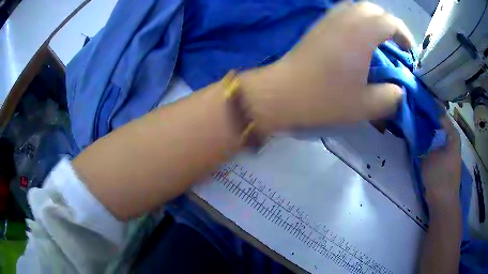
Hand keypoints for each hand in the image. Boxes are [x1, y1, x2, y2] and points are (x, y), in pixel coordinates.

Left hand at [241, 2, 414, 132]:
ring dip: (372, 20)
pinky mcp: (318, 27)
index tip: (409, 52)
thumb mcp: (366, 106)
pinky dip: (356, 20)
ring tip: (378, 40)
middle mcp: (345, 19)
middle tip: (395, 44)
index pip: (390, 22)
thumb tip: (399, 90)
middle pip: (373, 9)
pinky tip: (357, 39)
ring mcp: (328, 20)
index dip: (404, 35)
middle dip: (389, 23)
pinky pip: (342, 13)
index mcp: (361, 34)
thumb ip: (390, 97)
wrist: (282, 94)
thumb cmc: (324, 100)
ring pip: (356, 7)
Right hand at [421, 116, 460, 210]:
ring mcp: (451, 152)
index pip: (441, 114)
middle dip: (429, 119)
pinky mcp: (447, 161)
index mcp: (452, 135)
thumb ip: (422, 142)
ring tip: (418, 126)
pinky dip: (432, 142)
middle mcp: (453, 140)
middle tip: (416, 114)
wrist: (444, 203)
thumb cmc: (439, 177)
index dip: (430, 107)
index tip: (418, 102)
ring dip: (430, 131)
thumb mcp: (427, 157)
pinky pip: (439, 145)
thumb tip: (416, 130)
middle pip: (441, 124)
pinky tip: (424, 142)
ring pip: (440, 135)